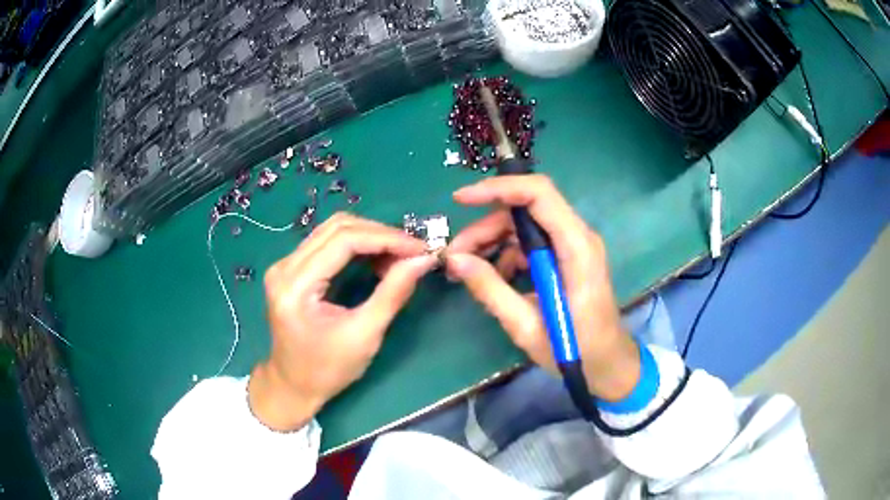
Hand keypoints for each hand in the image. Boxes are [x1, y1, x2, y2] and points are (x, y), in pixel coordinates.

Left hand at [249, 213, 436, 430]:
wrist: (293, 385)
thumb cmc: (327, 370)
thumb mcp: (364, 336)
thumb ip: (393, 293)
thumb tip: (423, 260)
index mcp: (295, 286)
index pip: (344, 241)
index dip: (386, 238)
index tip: (420, 248)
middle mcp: (284, 266)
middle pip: (338, 228)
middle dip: (380, 234)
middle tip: (412, 253)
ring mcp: (284, 265)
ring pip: (333, 230)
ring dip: (370, 237)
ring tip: (398, 257)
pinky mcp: (291, 269)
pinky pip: (327, 243)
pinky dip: (356, 246)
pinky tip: (377, 260)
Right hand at [446, 175, 639, 401]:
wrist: (609, 364)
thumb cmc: (575, 351)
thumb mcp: (526, 326)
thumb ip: (491, 290)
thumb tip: (454, 260)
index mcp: (576, 248)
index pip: (539, 194)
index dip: (499, 188)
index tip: (461, 200)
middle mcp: (578, 237)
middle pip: (526, 209)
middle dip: (486, 226)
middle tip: (455, 254)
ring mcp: (573, 246)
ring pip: (525, 225)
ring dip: (492, 241)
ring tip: (466, 269)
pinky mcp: (567, 257)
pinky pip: (531, 243)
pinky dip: (507, 254)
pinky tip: (494, 279)